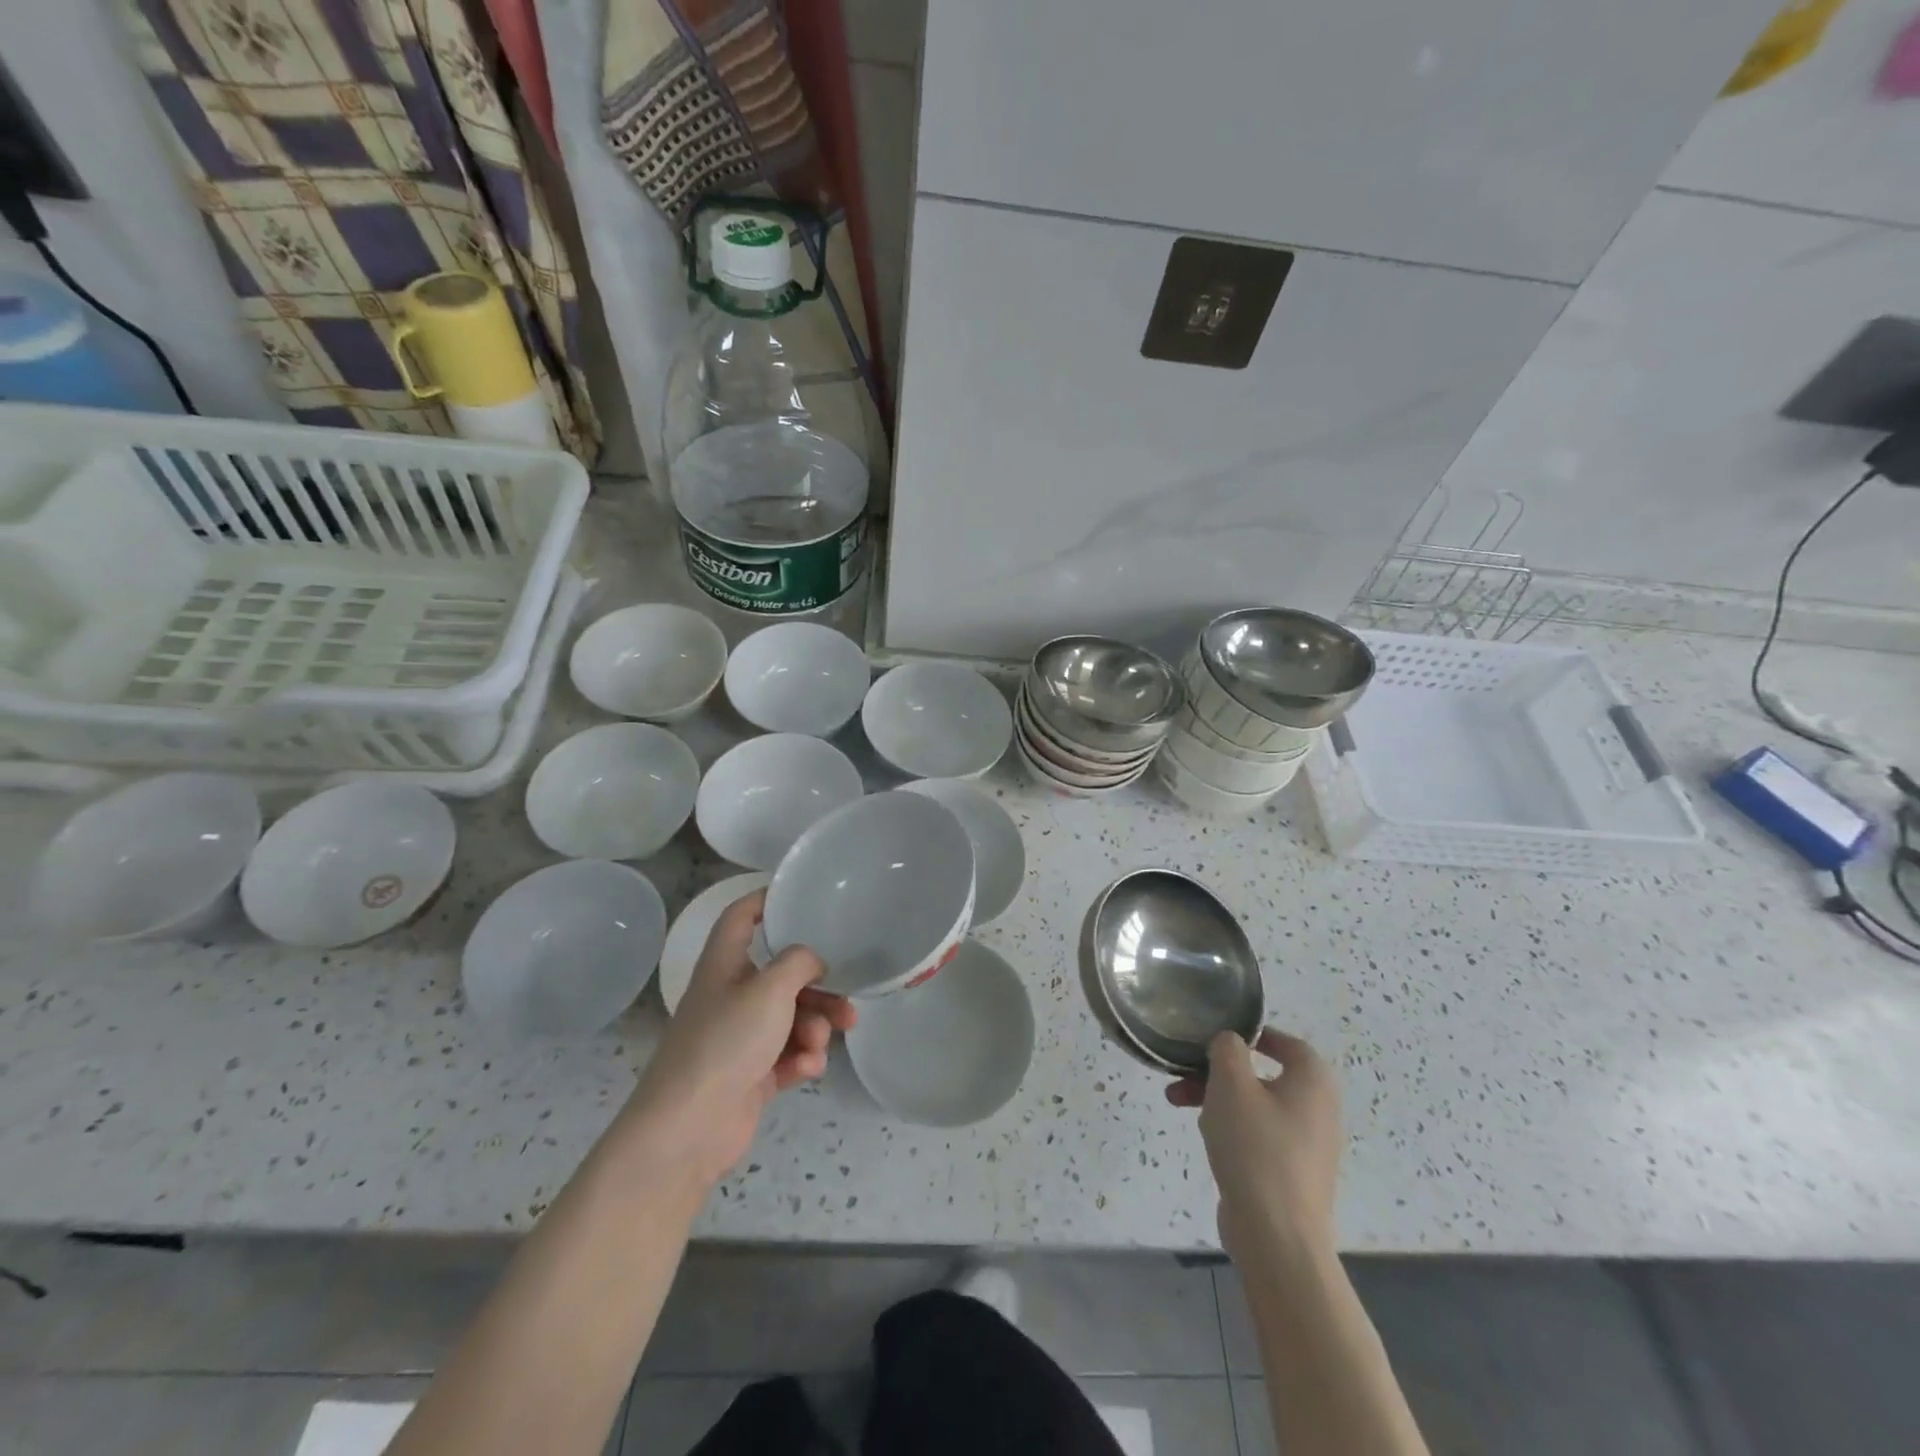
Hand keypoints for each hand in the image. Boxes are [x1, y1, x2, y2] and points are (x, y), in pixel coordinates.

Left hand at [621, 890, 854, 1191]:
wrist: (689, 1128)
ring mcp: (741, 1037)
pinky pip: (788, 1054)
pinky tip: (806, 1070)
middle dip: (819, 988)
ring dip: (815, 1028)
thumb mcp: (769, 989)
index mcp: (725, 964)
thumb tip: (813, 960)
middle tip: (847, 1000)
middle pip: (782, 975)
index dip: (767, 899)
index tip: (802, 896)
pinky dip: (801, 1058)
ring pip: (792, 1017)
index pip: (741, 916)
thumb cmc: (726, 1042)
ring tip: (822, 1044)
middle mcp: (731, 995)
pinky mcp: (751, 1073)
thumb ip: (799, 962)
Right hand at [1167, 1028, 1341, 1258]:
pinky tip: (1204, 1136)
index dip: (1251, 1034)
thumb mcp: (1231, 1083)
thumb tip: (1230, 1042)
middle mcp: (1318, 1109)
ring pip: (1255, 1105)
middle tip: (1184, 1072)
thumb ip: (1227, 1049)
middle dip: (1218, 1070)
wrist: (1276, 1237)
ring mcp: (1306, 1145)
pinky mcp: (1290, 1173)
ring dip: (1216, 1097)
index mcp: (1313, 1082)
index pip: (1286, 1042)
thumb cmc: (1256, 1147)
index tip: (1216, 1037)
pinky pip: (1258, 1135)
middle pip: (1263, 1074)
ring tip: (1177, 1101)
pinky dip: (1231, 1127)